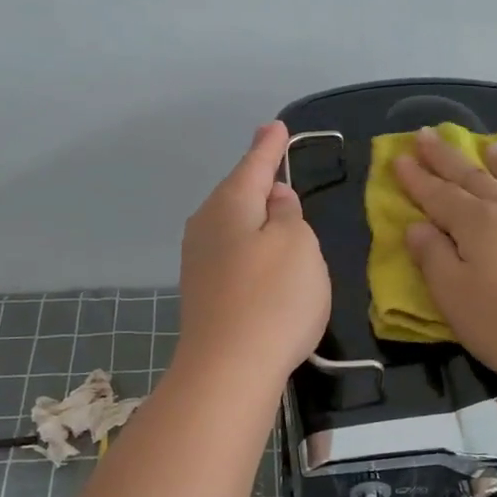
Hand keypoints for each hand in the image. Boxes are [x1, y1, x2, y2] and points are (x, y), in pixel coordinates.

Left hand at [178, 121, 331, 385]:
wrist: (228, 371)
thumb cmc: (273, 298)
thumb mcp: (297, 244)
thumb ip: (289, 214)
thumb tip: (275, 200)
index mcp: (230, 205)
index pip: (253, 165)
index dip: (269, 146)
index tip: (276, 126)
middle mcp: (207, 226)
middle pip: (236, 194)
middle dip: (257, 180)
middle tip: (275, 162)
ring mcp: (199, 262)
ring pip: (232, 224)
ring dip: (254, 215)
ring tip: (275, 208)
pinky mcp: (203, 293)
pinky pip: (231, 252)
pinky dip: (249, 245)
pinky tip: (261, 256)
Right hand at [394, 128, 496, 389]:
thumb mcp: (457, 298)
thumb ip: (434, 259)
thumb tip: (415, 227)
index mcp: (475, 225)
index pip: (438, 195)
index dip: (416, 178)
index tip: (398, 157)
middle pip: (472, 177)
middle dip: (446, 158)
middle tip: (427, 134)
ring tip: (490, 146)